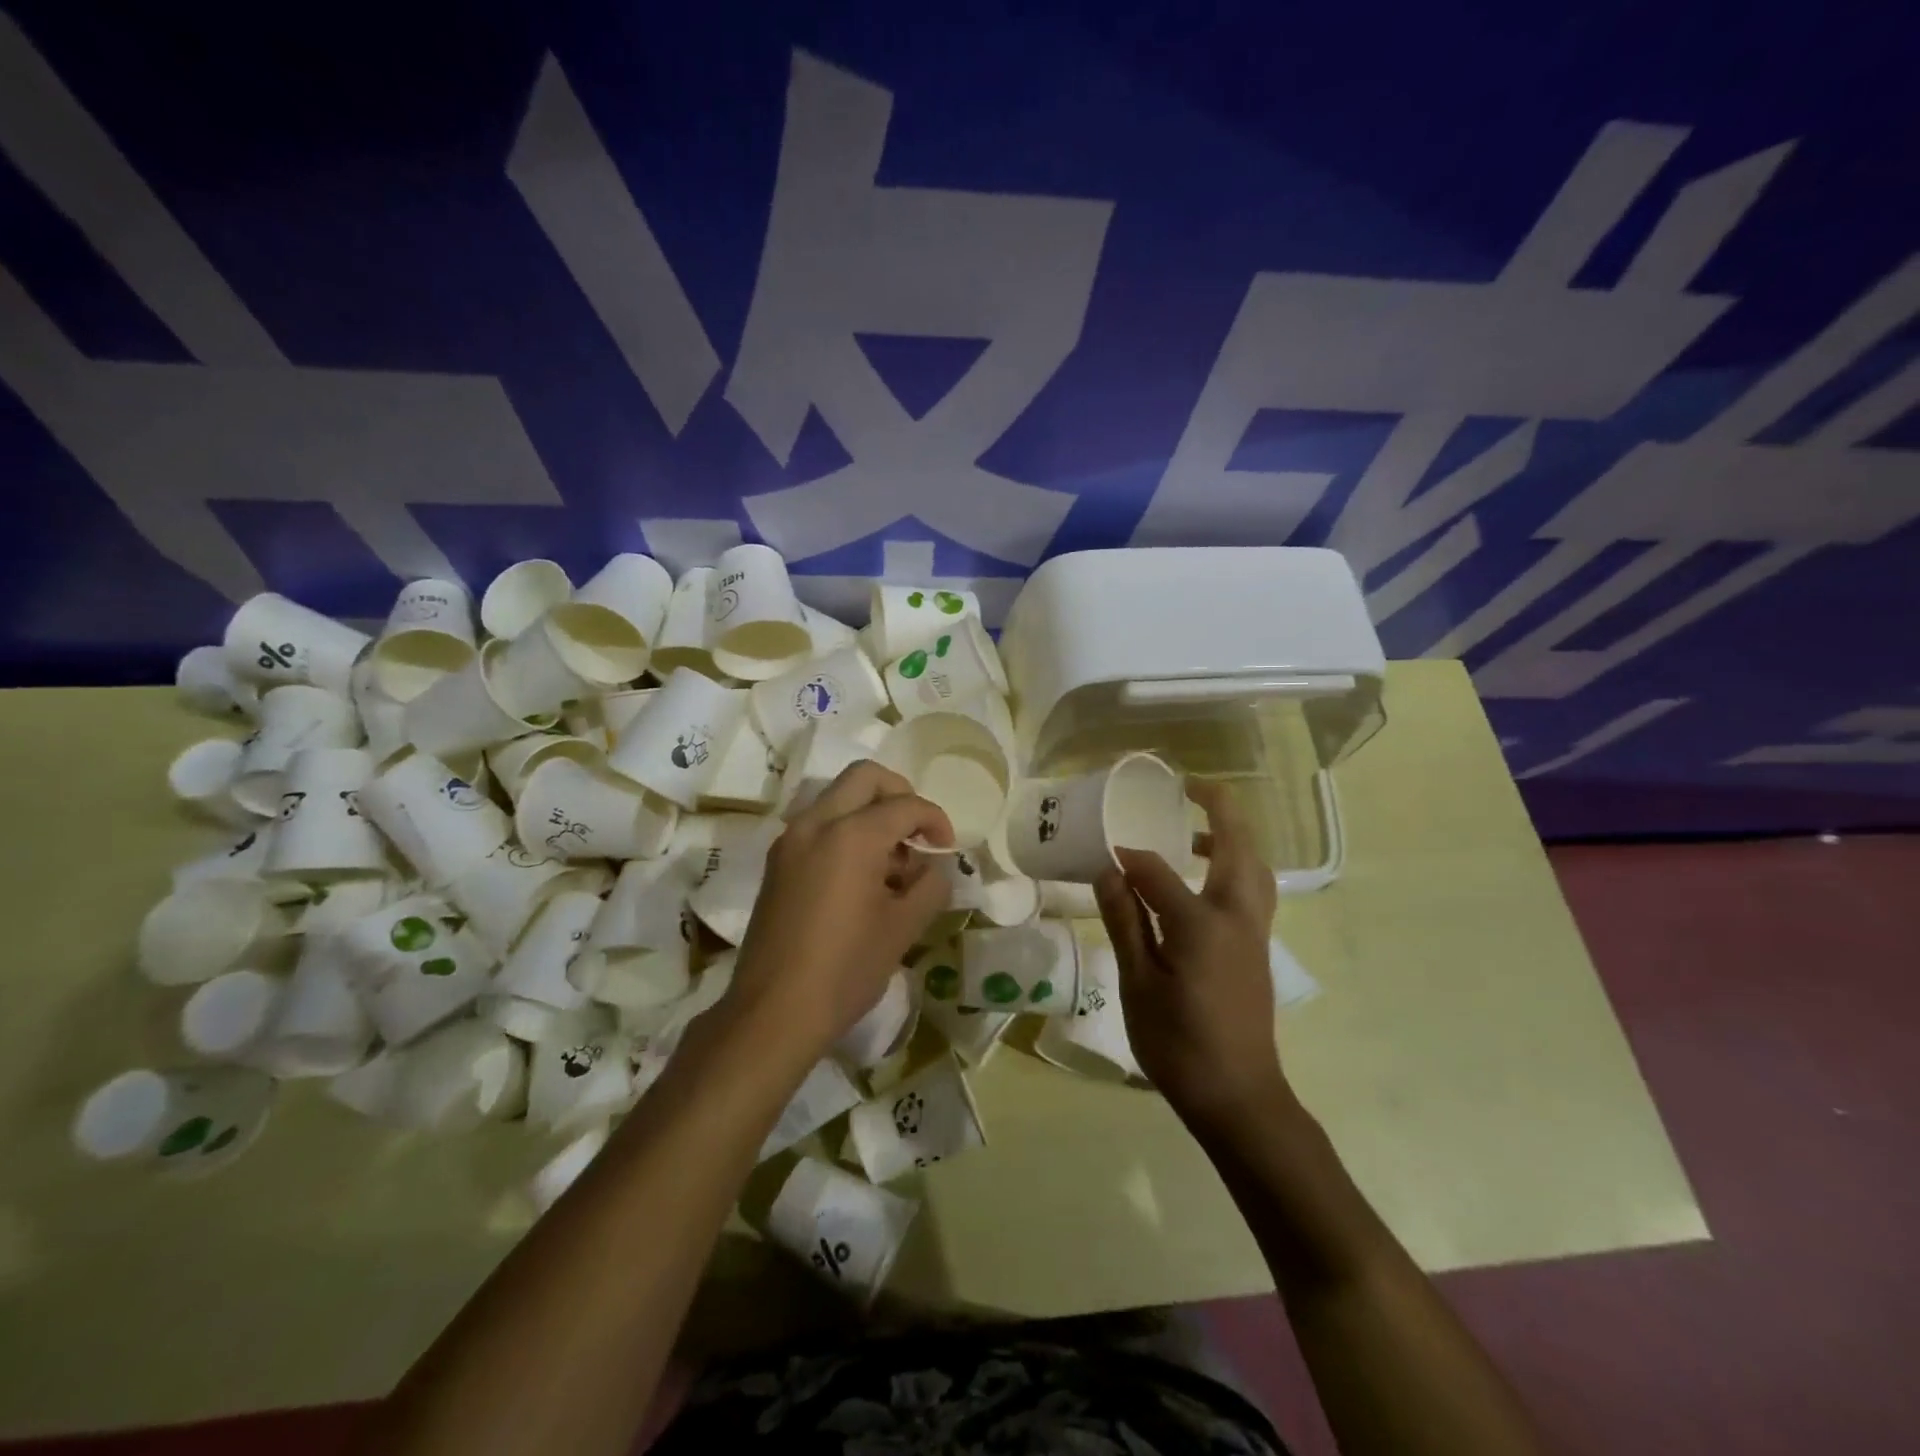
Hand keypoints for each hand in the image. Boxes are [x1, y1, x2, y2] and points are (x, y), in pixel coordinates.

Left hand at [726, 761, 952, 1063]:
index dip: (935, 821)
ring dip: (871, 812)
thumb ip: (930, 886)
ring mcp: (791, 839)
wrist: (773, 1012)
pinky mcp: (778, 861)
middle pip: (864, 777)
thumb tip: (934, 868)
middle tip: (918, 833)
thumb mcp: (903, 928)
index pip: (906, 805)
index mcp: (852, 834)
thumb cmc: (846, 969)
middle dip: (900, 795)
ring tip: (892, 862)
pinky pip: (819, 824)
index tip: (947, 849)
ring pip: (838, 798)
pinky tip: (862, 876)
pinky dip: (846, 830)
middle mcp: (816, 823)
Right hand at [1094, 780, 1287, 1131]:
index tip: (1103, 854)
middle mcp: (1237, 916)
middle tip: (1191, 787)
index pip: (1158, 871)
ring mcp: (1255, 932)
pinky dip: (1236, 867)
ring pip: (1254, 867)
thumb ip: (1125, 921)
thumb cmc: (1179, 1043)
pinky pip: (1253, 890)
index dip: (1128, 859)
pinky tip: (1203, 882)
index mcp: (1201, 923)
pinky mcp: (1258, 948)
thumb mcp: (1137, 984)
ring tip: (1194, 832)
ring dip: (1231, 838)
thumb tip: (1109, 871)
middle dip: (1220, 809)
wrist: (1238, 1096)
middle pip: (1237, 847)